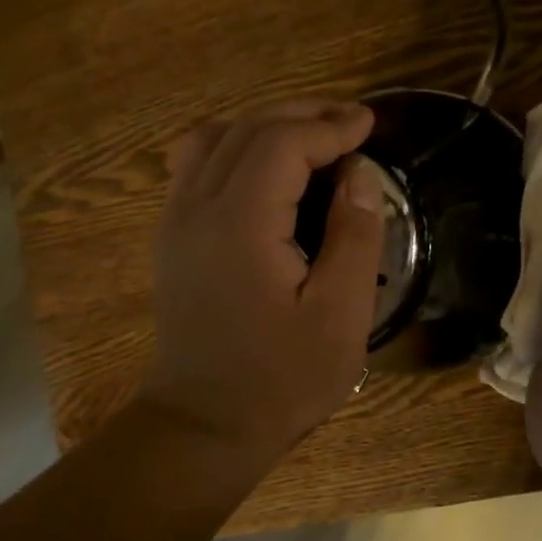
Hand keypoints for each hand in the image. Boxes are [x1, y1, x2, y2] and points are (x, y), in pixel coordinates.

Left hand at [141, 99, 386, 460]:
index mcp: (239, 224)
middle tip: (350, 122)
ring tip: (312, 136)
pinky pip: (197, 163)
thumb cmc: (281, 379)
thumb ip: (354, 237)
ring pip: (215, 137)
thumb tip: (360, 174)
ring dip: (267, 124)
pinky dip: (236, 145)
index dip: (329, 125)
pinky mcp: (172, 235)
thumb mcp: (340, 316)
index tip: (369, 125)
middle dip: (303, 114)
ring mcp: (176, 219)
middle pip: (247, 128)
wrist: (203, 426)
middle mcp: (197, 208)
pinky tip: (268, 167)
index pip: (282, 142)